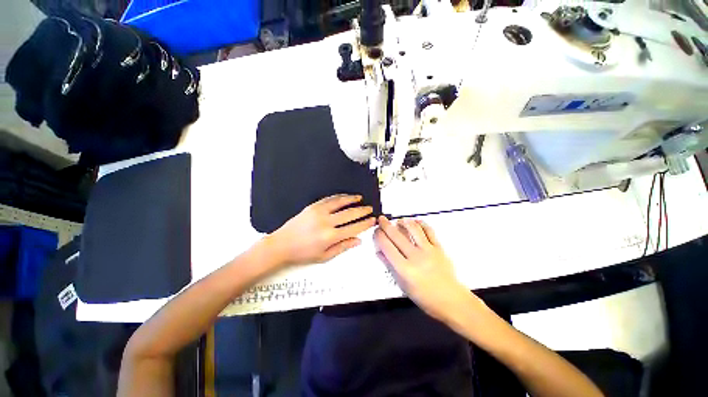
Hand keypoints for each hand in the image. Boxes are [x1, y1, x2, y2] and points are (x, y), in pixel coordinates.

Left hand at [268, 195, 376, 265]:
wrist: (281, 244)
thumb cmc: (303, 253)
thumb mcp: (324, 256)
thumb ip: (343, 247)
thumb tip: (358, 240)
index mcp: (330, 237)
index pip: (354, 228)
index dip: (365, 223)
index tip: (372, 220)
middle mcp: (326, 222)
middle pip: (350, 213)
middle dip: (362, 211)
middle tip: (370, 209)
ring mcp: (319, 212)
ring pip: (340, 202)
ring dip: (352, 199)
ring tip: (360, 198)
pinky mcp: (312, 206)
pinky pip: (329, 199)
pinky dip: (339, 197)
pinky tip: (345, 197)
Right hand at [374, 216, 470, 321]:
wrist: (451, 300)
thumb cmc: (424, 297)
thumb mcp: (403, 285)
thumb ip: (390, 266)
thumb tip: (379, 252)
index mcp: (404, 269)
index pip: (387, 247)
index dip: (379, 236)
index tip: (376, 231)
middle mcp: (415, 257)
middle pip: (397, 236)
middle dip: (386, 225)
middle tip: (381, 219)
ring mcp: (429, 250)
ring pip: (413, 229)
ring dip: (403, 222)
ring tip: (398, 221)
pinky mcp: (439, 247)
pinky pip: (429, 231)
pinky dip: (421, 224)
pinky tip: (415, 221)